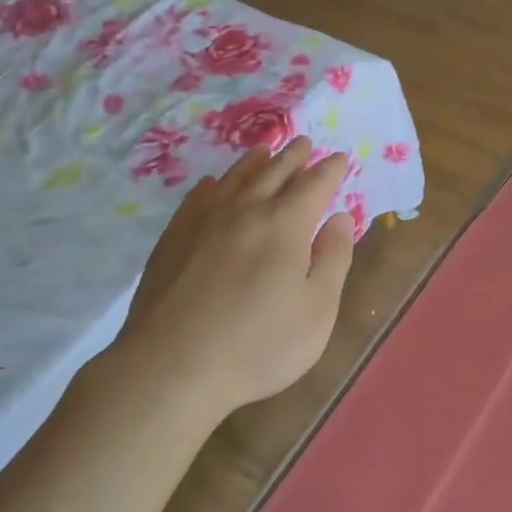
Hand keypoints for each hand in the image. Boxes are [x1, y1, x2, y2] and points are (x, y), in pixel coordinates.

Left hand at [117, 138, 356, 418]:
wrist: (171, 367)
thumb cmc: (257, 345)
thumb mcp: (317, 311)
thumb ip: (333, 259)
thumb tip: (340, 217)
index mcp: (285, 224)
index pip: (314, 185)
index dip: (330, 170)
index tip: (340, 158)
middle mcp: (245, 210)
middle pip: (274, 171)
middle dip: (294, 156)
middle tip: (305, 143)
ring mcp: (204, 221)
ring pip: (234, 178)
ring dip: (254, 161)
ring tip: (264, 151)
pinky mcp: (173, 238)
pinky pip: (197, 198)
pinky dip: (212, 185)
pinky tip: (212, 185)